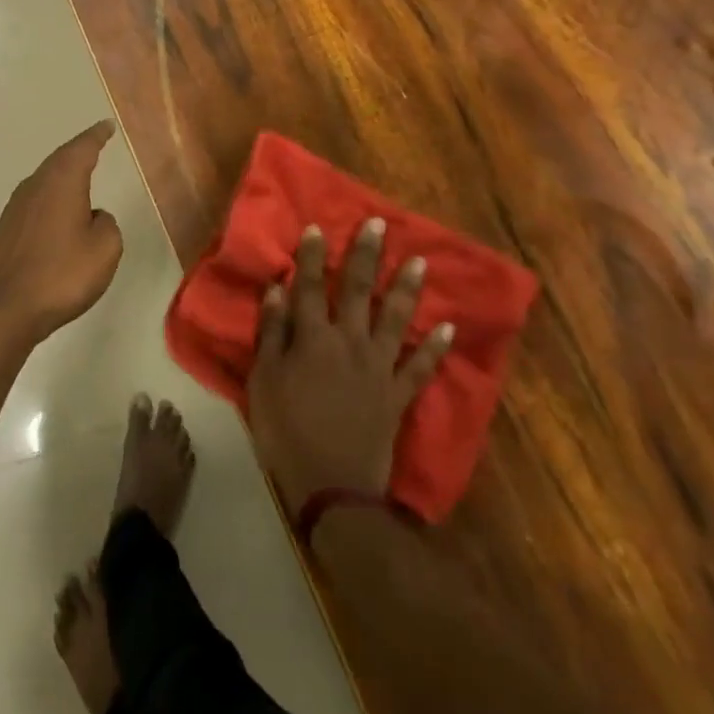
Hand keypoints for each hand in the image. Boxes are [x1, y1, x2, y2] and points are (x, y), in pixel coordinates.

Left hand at [0, 121, 123, 338]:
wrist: (7, 307)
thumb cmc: (62, 274)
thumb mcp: (105, 249)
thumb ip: (106, 224)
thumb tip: (93, 217)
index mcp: (62, 182)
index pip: (82, 148)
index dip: (96, 136)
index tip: (106, 125)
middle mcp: (36, 185)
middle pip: (60, 159)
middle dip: (78, 151)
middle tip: (95, 143)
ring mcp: (16, 206)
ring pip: (45, 179)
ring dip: (62, 174)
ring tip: (79, 174)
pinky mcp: (7, 228)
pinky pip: (36, 200)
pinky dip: (51, 197)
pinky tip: (58, 210)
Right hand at [248, 219, 454, 510]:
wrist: (332, 488)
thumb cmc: (287, 431)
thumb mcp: (264, 381)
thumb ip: (272, 333)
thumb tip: (279, 288)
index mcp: (313, 339)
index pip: (311, 286)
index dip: (313, 256)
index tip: (317, 227)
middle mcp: (350, 343)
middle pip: (358, 292)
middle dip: (366, 256)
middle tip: (378, 225)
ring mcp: (379, 368)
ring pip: (396, 320)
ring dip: (407, 289)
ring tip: (419, 262)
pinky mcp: (398, 396)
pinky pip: (421, 368)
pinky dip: (437, 348)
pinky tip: (449, 328)